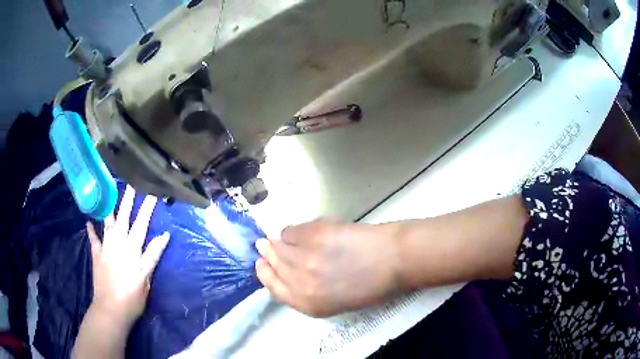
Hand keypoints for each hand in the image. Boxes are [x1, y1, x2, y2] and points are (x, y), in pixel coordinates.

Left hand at [86, 186, 169, 327]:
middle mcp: (117, 243)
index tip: (153, 191)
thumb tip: (164, 235)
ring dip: (110, 208)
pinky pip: (93, 239)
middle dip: (128, 199)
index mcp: (132, 249)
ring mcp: (105, 247)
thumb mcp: (146, 278)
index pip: (142, 224)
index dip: (147, 207)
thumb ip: (152, 255)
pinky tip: (88, 222)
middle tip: (131, 182)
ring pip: (108, 223)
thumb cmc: (132, 297)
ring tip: (109, 193)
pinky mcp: (96, 255)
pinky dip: (91, 230)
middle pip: (123, 217)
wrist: (110, 309)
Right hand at [255, 218, 402, 317]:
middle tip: (263, 246)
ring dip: (276, 241)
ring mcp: (307, 258)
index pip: (275, 289)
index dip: (265, 275)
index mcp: (310, 305)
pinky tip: (299, 232)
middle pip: (274, 266)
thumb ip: (310, 291)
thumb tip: (289, 271)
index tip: (260, 265)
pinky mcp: (314, 235)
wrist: (394, 260)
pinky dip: (291, 231)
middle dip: (267, 255)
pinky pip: (291, 231)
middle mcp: (303, 284)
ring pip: (278, 246)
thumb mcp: (337, 301)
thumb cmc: (372, 285)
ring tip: (278, 237)